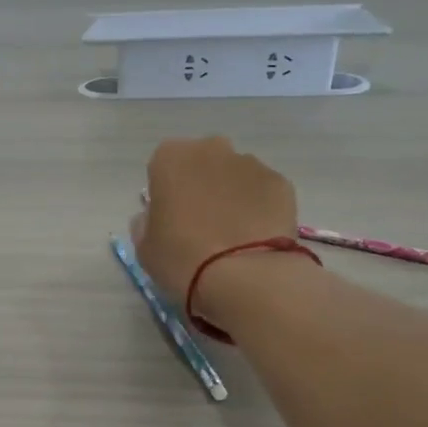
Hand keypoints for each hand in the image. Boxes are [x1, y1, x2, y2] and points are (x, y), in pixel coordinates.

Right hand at [133, 137, 308, 334]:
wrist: (245, 277)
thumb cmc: (181, 259)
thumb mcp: (145, 248)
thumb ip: (146, 223)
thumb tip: (155, 216)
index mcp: (170, 159)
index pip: (162, 166)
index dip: (166, 193)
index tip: (170, 219)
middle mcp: (211, 150)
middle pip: (202, 163)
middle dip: (201, 186)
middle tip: (200, 224)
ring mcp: (251, 164)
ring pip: (235, 175)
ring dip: (231, 196)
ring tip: (232, 235)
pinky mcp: (282, 183)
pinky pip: (262, 192)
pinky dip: (258, 208)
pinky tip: (255, 237)